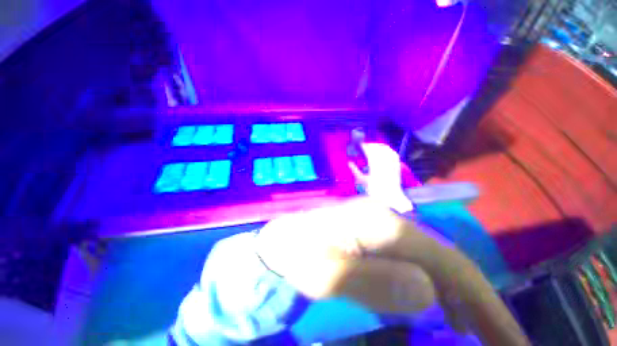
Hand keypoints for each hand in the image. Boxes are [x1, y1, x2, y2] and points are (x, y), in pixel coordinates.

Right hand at [349, 143, 412, 212]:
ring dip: (380, 146)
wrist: (390, 197)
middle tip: (366, 144)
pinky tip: (385, 149)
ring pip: (387, 151)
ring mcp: (392, 165)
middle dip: (372, 145)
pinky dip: (389, 150)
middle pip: (379, 150)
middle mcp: (384, 165)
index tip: (361, 144)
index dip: (365, 147)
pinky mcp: (397, 166)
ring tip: (374, 145)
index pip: (370, 153)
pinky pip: (394, 155)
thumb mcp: (362, 181)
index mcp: (375, 169)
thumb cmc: (374, 190)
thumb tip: (349, 163)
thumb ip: (355, 171)